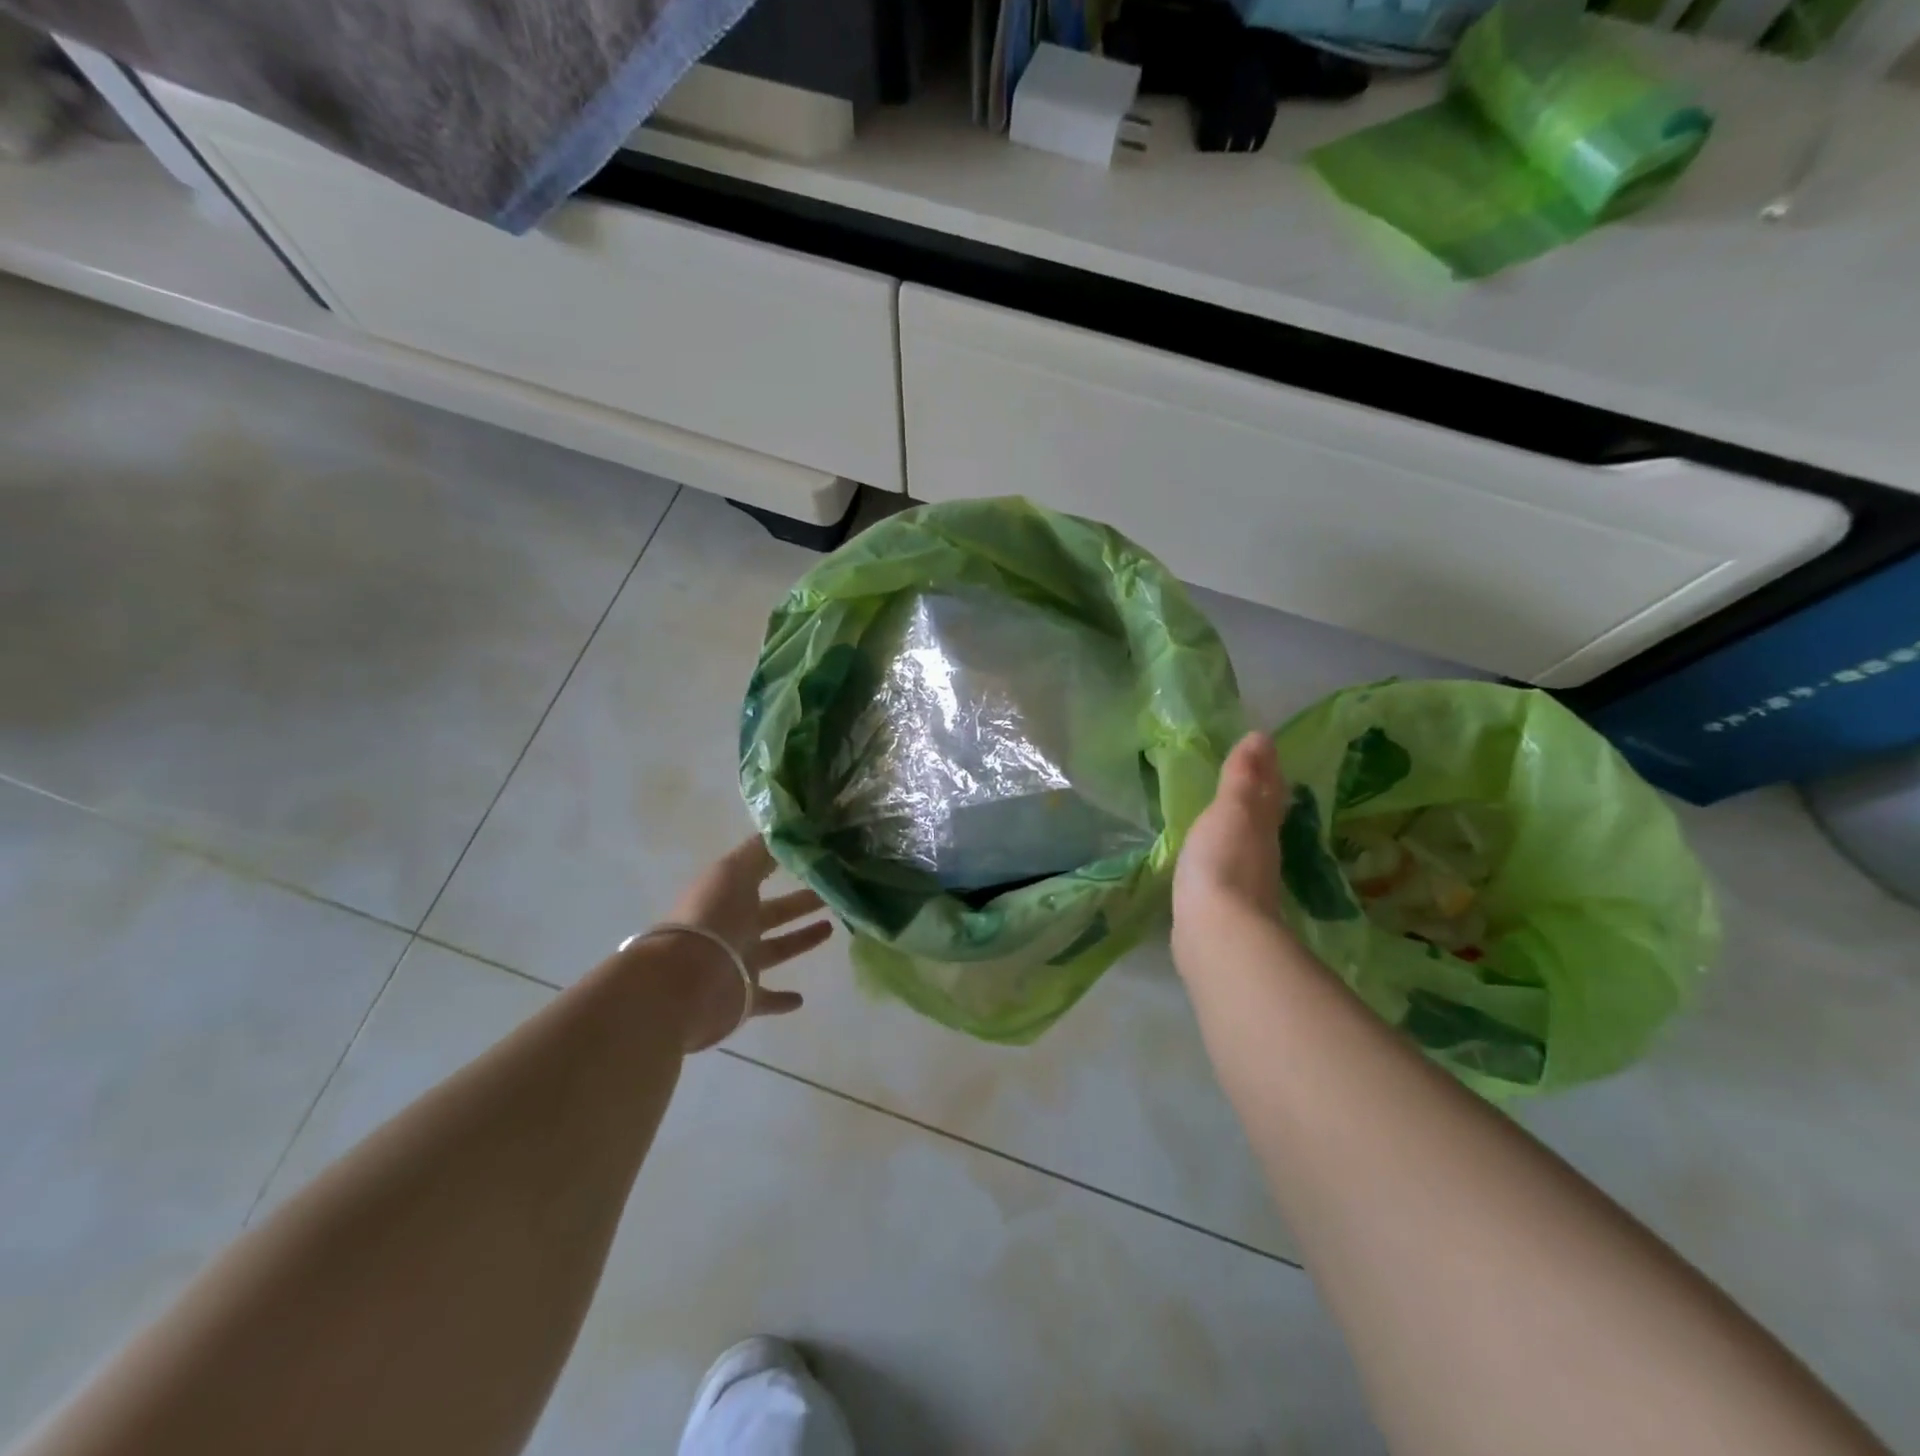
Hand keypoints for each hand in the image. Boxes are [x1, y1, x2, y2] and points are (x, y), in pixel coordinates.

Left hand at [642, 836, 833, 1050]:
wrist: (684, 981)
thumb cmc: (712, 919)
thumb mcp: (735, 872)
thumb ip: (760, 851)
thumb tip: (788, 826)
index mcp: (732, 896)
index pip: (762, 875)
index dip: (784, 865)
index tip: (816, 857)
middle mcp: (735, 928)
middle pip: (774, 912)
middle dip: (800, 902)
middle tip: (833, 893)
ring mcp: (739, 964)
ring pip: (776, 949)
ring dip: (800, 940)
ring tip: (831, 929)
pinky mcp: (743, 998)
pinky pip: (766, 998)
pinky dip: (782, 1000)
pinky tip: (801, 999)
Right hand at [1172, 731, 1288, 972]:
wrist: (1216, 932)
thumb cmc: (1222, 861)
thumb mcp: (1231, 811)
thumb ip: (1242, 778)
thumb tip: (1261, 736)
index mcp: (1262, 826)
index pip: (1269, 790)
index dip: (1267, 768)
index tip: (1264, 746)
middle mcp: (1260, 852)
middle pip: (1264, 817)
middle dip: (1260, 795)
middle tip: (1253, 773)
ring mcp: (1244, 883)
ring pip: (1247, 843)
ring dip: (1242, 826)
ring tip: (1230, 812)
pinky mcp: (1224, 907)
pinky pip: (1226, 867)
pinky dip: (1222, 854)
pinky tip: (1211, 857)